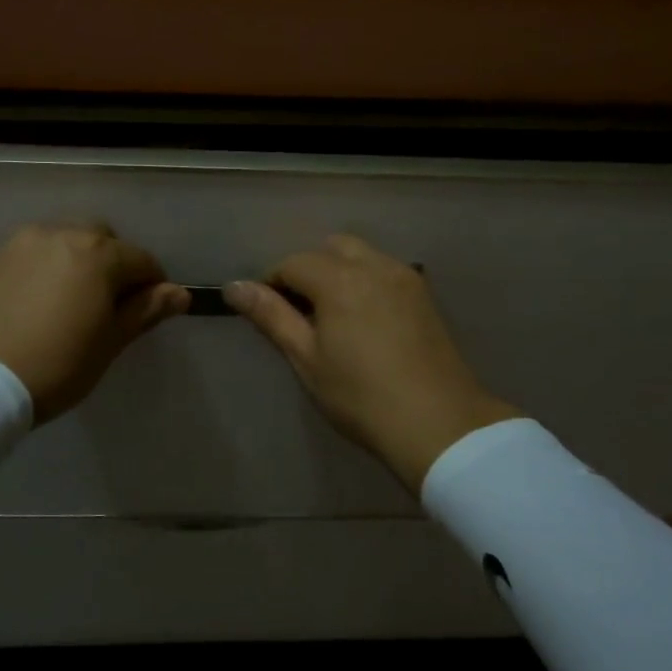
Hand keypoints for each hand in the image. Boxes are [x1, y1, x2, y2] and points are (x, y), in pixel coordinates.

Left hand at [0, 223, 189, 422]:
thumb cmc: (56, 365)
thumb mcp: (109, 343)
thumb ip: (145, 311)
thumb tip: (180, 293)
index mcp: (98, 254)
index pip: (142, 260)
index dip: (153, 286)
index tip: (150, 311)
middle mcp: (61, 234)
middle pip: (102, 240)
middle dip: (114, 264)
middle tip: (109, 305)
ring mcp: (21, 243)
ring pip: (64, 241)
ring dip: (78, 261)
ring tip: (71, 300)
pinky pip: (33, 253)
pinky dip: (46, 268)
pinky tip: (38, 301)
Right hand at [225, 235, 520, 490]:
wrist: (437, 423)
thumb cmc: (361, 396)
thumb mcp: (307, 359)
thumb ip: (272, 316)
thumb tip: (234, 286)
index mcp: (340, 279)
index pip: (294, 263)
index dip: (273, 282)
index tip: (268, 313)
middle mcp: (375, 266)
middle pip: (332, 248)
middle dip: (309, 269)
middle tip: (302, 312)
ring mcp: (405, 278)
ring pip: (362, 255)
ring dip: (340, 271)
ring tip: (333, 316)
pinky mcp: (425, 296)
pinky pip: (386, 271)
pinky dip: (366, 280)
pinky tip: (365, 319)